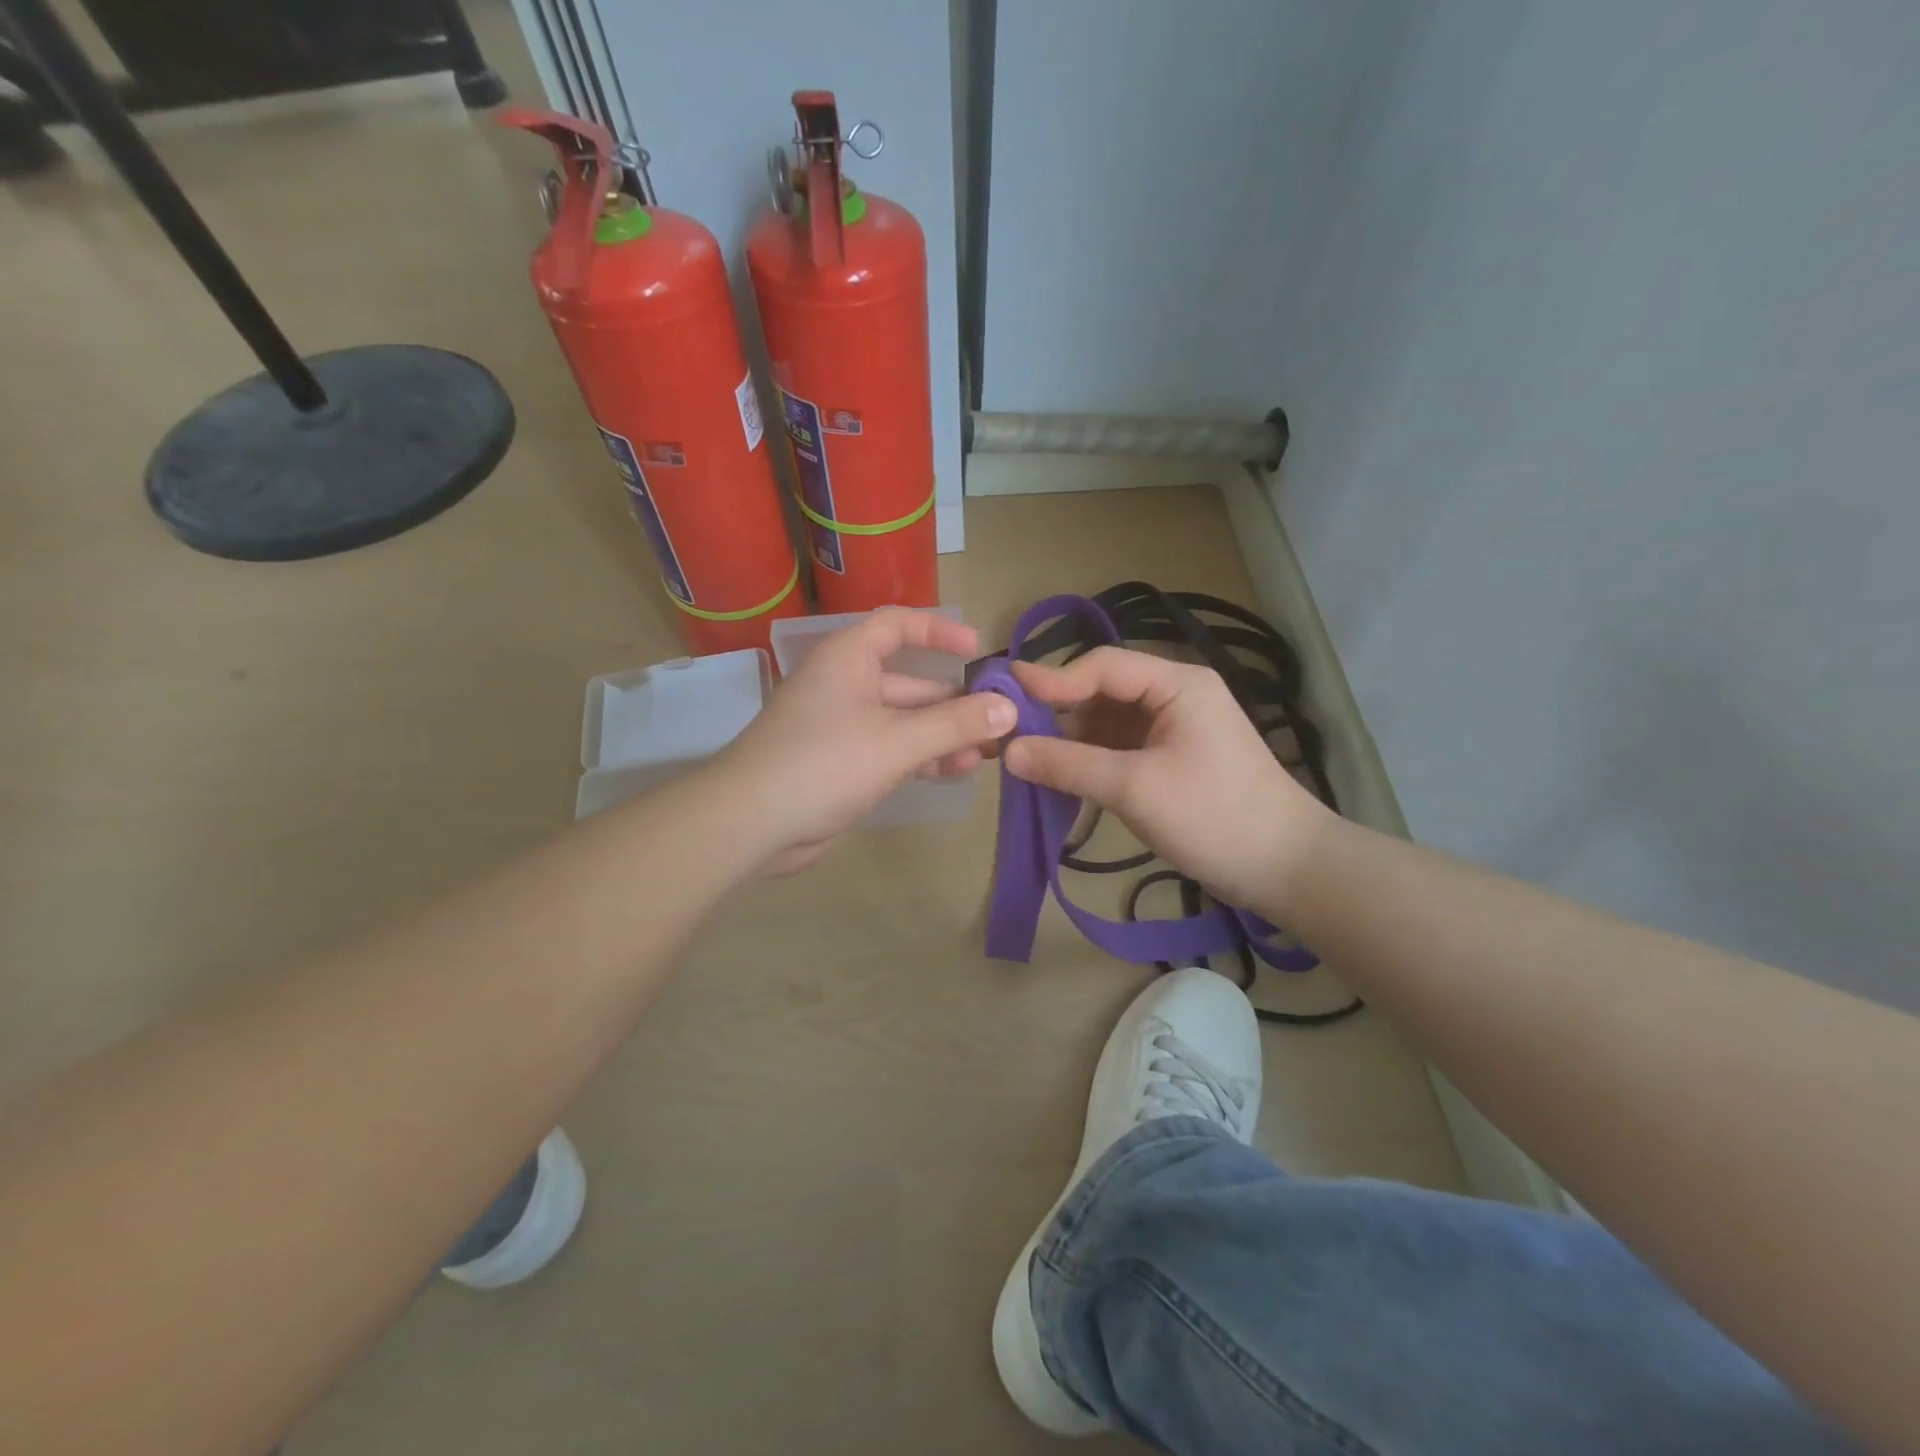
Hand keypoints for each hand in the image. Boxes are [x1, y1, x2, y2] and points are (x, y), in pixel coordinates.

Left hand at [718, 610, 1014, 873]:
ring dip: (945, 735)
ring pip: (906, 721)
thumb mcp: (897, 741)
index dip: (938, 630)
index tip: (977, 649)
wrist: (751, 823)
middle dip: (956, 701)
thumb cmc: (823, 763)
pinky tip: (957, 771)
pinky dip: (923, 758)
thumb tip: (1008, 709)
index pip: (898, 625)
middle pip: (911, 681)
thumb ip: (955, 724)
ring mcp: (845, 727)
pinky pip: (894, 750)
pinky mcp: (845, 764)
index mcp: (849, 658)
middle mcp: (847, 684)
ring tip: (989, 753)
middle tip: (1001, 720)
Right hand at [1003, 647, 1332, 911]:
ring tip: (1029, 760)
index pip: (1103, 666)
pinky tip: (1063, 778)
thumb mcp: (1134, 789)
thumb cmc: (1214, 817)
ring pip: (1109, 722)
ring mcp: (1176, 728)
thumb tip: (1008, 752)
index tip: (1005, 694)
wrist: (1287, 868)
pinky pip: (1121, 748)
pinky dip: (1092, 760)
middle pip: (1104, 691)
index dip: (1053, 679)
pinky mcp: (1174, 759)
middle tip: (1010, 733)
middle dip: (1060, 712)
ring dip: (1073, 740)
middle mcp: (1176, 696)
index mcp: (1177, 684)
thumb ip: (1069, 765)